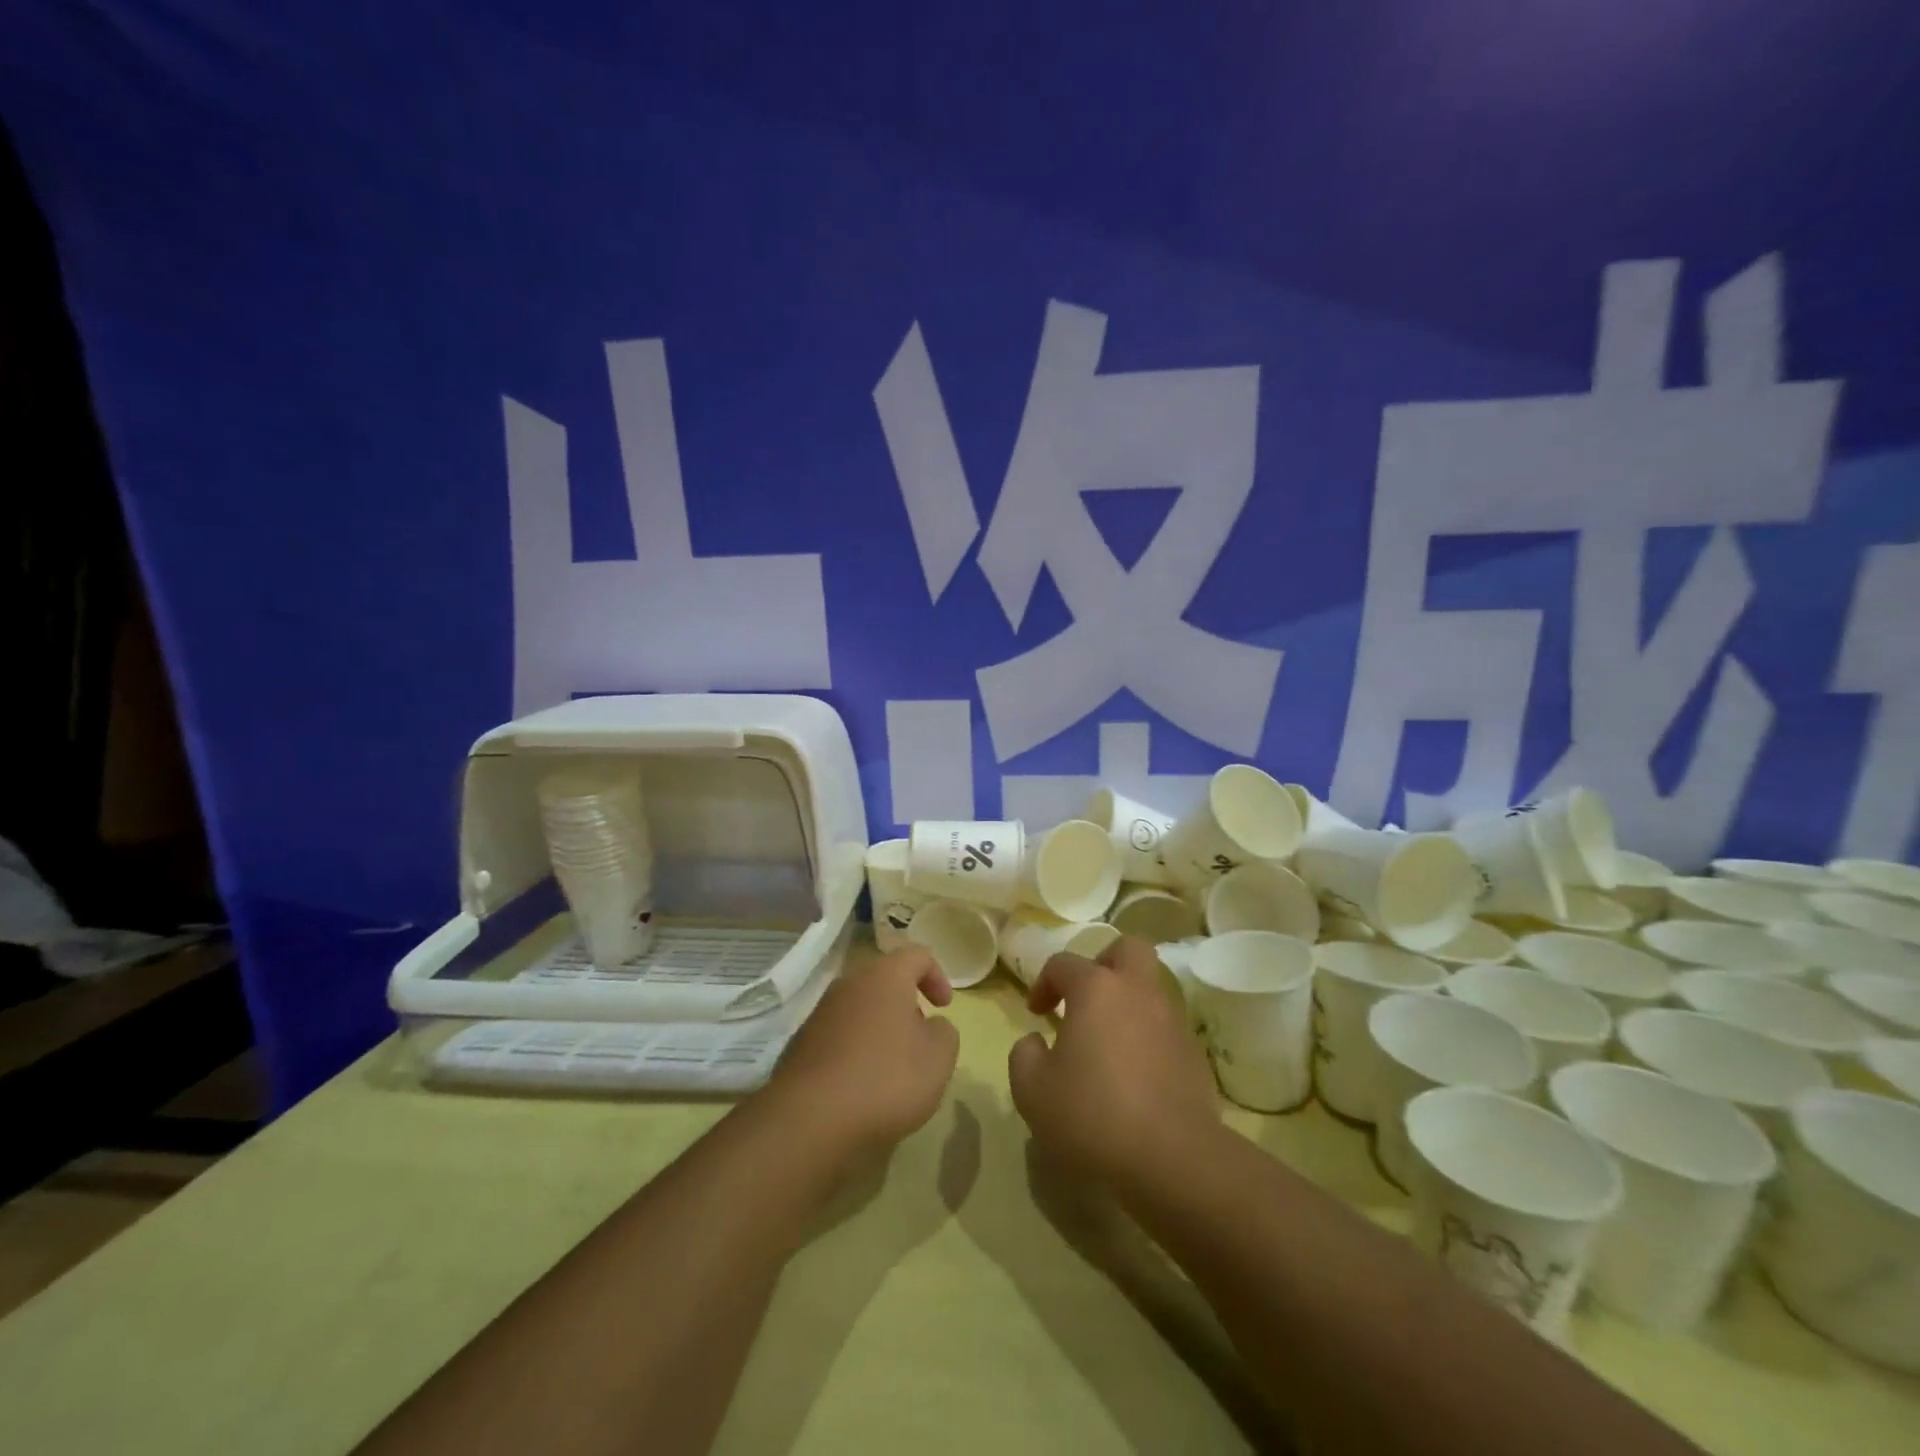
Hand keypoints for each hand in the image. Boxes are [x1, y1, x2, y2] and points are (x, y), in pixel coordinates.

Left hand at [766, 945, 960, 1161]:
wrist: (810, 1119)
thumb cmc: (886, 1079)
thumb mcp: (938, 1058)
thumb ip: (944, 1032)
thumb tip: (930, 1026)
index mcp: (885, 976)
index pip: (917, 955)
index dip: (937, 976)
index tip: (945, 1007)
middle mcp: (850, 983)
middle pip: (885, 979)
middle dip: (906, 1003)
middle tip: (920, 1036)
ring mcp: (821, 1012)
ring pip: (860, 1007)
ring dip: (880, 1026)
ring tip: (892, 1065)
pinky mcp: (802, 1042)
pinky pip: (839, 1034)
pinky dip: (856, 1048)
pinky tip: (861, 1083)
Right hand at [1007, 935, 1219, 1184]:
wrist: (1172, 1158)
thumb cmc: (1092, 1114)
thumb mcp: (1032, 1090)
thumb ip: (1023, 1055)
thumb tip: (1036, 1041)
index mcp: (1096, 989)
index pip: (1064, 963)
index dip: (1043, 983)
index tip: (1036, 1013)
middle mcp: (1137, 991)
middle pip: (1127, 949)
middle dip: (1104, 963)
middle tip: (1086, 998)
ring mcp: (1171, 1020)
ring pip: (1150, 988)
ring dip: (1127, 1003)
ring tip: (1107, 1043)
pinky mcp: (1194, 1053)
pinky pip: (1165, 1027)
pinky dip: (1147, 1037)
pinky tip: (1134, 1074)